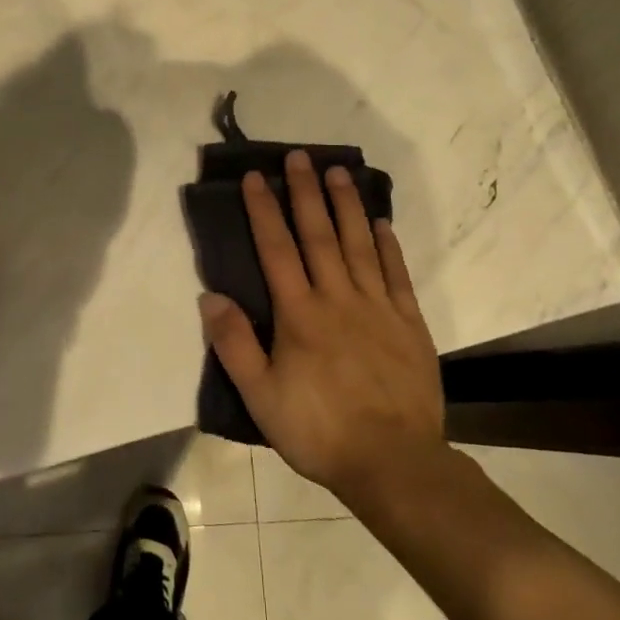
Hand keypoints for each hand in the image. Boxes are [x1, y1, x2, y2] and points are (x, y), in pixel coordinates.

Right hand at [201, 149, 445, 504]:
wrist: (393, 462)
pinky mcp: (409, 323)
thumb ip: (234, 344)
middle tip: (300, 156)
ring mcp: (378, 307)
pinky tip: (381, 223)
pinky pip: (396, 274)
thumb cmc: (318, 429)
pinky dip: (388, 245)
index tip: (256, 177)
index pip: (277, 249)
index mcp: (299, 314)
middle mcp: (338, 298)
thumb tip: (210, 296)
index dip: (264, 211)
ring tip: (339, 172)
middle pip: (319, 235)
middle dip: (306, 193)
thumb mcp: (261, 396)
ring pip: (359, 245)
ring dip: (347, 206)